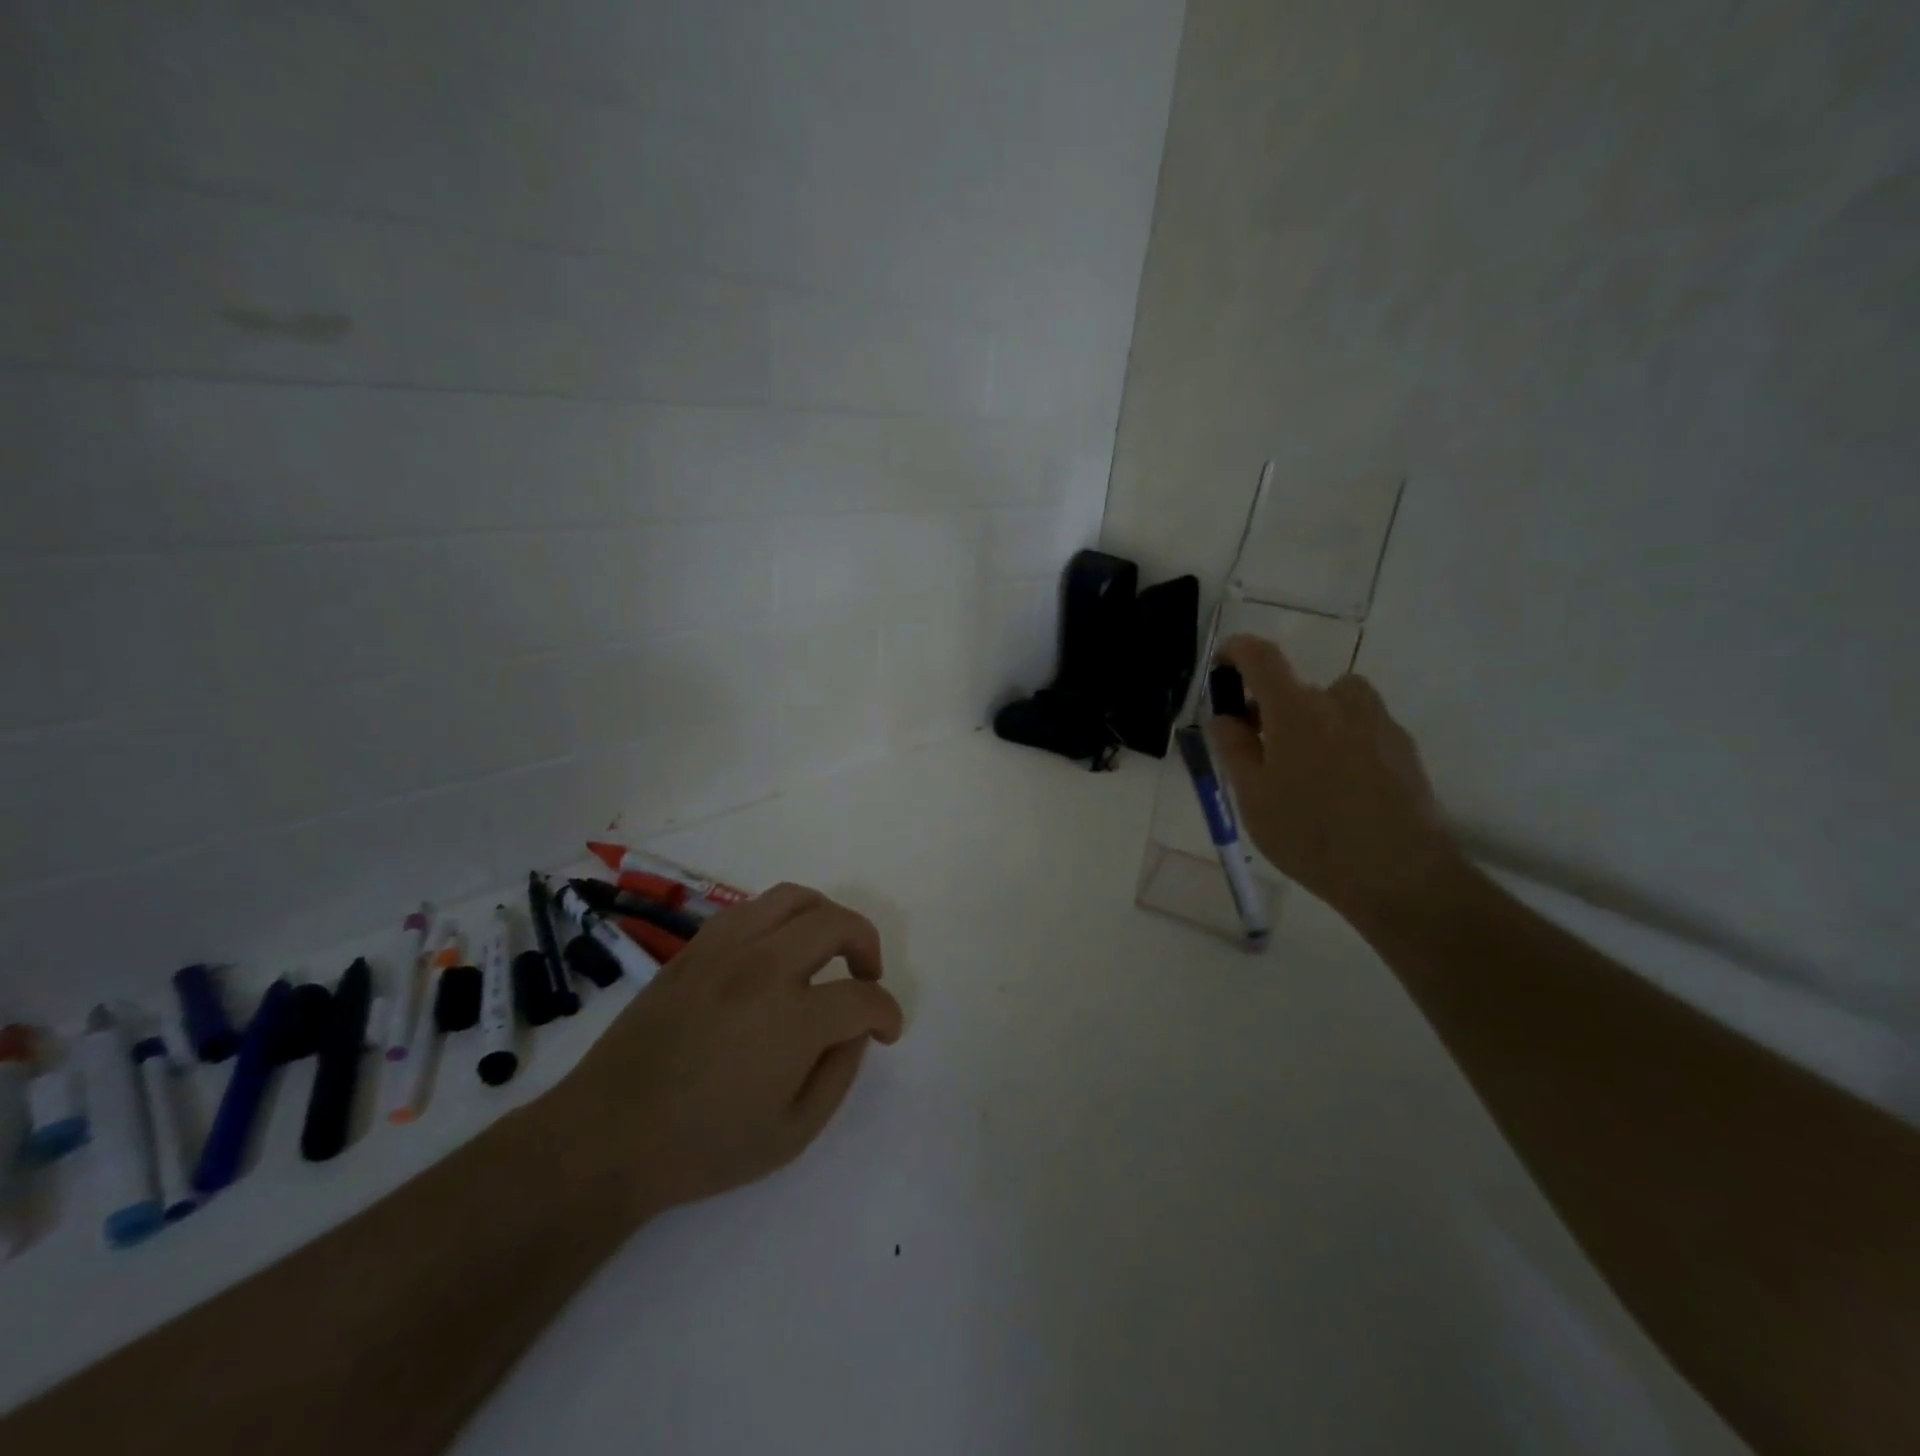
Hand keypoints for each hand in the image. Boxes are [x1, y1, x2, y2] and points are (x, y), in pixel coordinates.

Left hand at [558, 883, 903, 1220]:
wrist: (608, 1135)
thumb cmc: (703, 1146)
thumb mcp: (792, 1134)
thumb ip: (839, 1074)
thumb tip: (855, 1030)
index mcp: (792, 1020)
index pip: (862, 997)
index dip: (886, 1012)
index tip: (887, 1029)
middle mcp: (764, 969)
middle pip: (837, 924)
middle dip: (868, 945)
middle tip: (867, 976)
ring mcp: (725, 950)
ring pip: (794, 899)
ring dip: (826, 918)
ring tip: (829, 949)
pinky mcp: (695, 948)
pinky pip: (751, 908)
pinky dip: (780, 918)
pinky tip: (777, 950)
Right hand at [1210, 634, 1456, 916]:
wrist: (1399, 873)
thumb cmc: (1309, 833)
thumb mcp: (1251, 795)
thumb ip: (1233, 748)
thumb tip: (1225, 716)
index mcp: (1295, 708)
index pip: (1260, 656)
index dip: (1236, 651)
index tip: (1222, 667)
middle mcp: (1340, 702)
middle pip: (1298, 688)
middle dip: (1273, 710)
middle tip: (1259, 752)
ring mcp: (1378, 723)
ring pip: (1335, 706)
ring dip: (1313, 724)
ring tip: (1304, 773)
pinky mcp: (1404, 749)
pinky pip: (1362, 730)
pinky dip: (1343, 744)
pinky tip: (1340, 792)